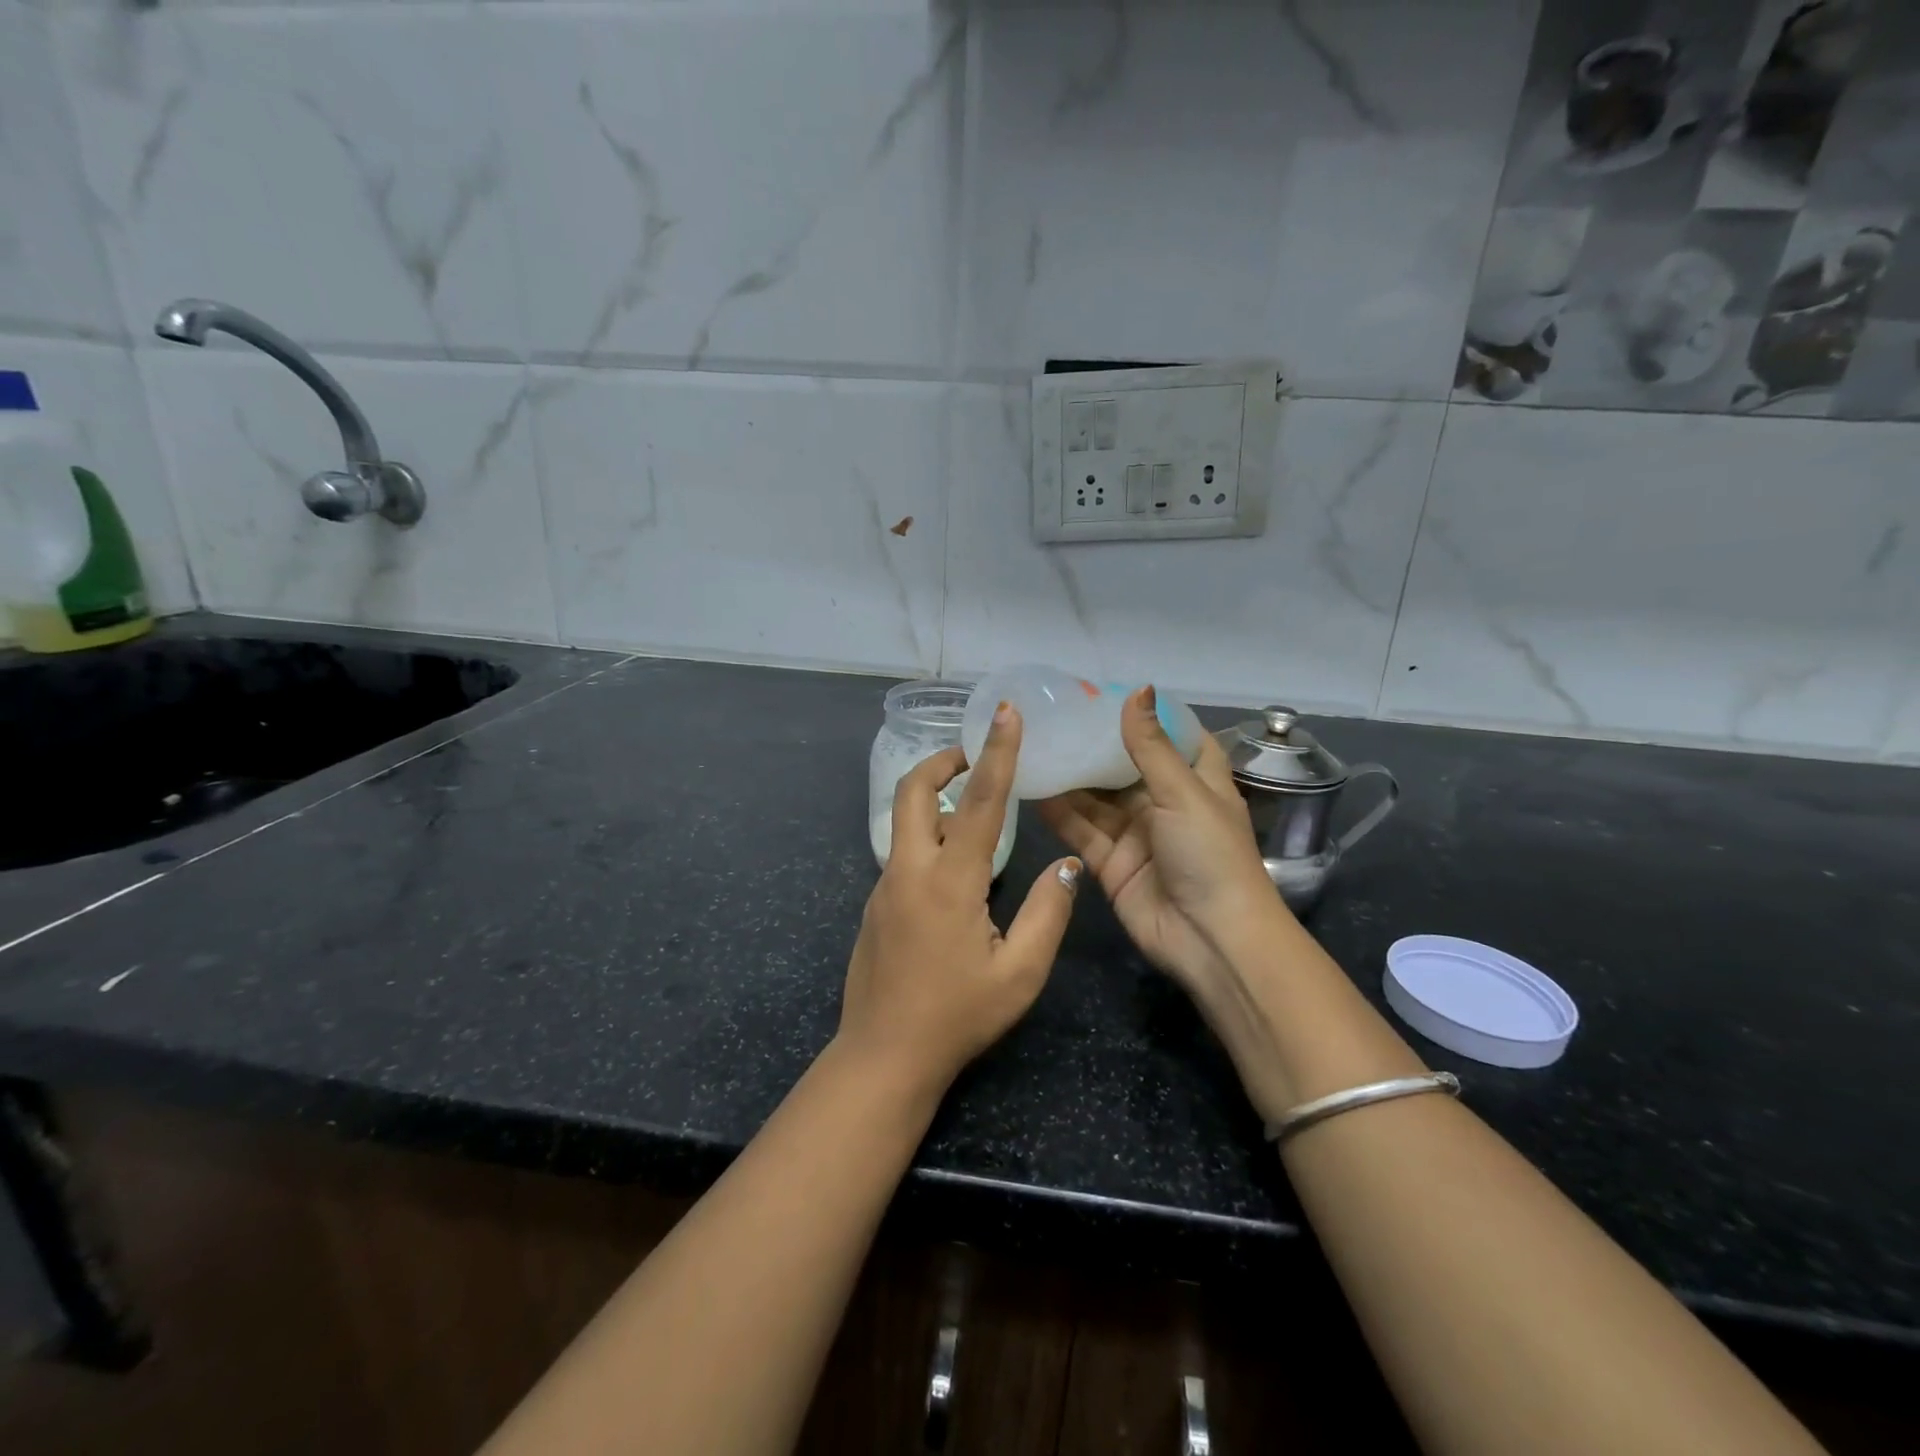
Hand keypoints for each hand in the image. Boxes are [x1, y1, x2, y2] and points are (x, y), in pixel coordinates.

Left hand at [837, 703, 1081, 1098]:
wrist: (882, 1056)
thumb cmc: (957, 1017)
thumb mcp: (1020, 973)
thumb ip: (1048, 913)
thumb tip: (1068, 865)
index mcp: (949, 881)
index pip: (980, 801)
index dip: (997, 752)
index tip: (1005, 712)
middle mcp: (909, 870)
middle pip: (913, 791)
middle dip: (942, 761)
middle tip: (974, 757)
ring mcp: (885, 885)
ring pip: (904, 820)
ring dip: (934, 798)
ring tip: (974, 809)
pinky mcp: (875, 903)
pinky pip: (902, 852)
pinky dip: (928, 836)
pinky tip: (956, 869)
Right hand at [1037, 687, 1278, 996]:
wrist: (1211, 940)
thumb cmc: (1210, 855)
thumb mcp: (1183, 792)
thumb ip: (1150, 745)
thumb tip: (1138, 688)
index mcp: (1195, 781)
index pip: (1173, 737)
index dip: (1146, 716)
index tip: (1107, 693)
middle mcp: (1164, 803)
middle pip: (1123, 766)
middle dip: (1093, 745)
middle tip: (1053, 715)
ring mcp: (1135, 834)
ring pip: (1096, 798)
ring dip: (1069, 776)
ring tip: (1033, 744)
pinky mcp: (1111, 863)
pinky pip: (1081, 829)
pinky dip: (1058, 812)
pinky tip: (1031, 786)